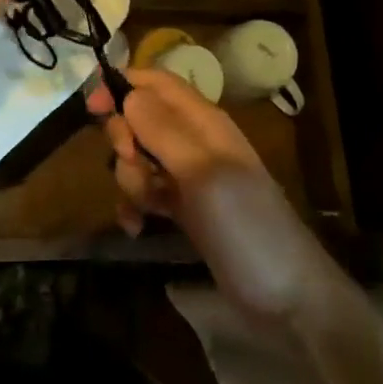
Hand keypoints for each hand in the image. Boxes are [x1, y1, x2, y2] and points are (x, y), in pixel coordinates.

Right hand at [89, 69, 344, 321]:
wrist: (289, 301)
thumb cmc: (246, 226)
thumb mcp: (203, 173)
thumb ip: (163, 130)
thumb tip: (126, 91)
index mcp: (203, 122)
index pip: (157, 82)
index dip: (123, 85)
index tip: (93, 107)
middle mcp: (194, 142)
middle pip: (141, 118)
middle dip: (124, 138)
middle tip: (133, 164)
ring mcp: (189, 178)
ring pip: (140, 157)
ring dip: (130, 178)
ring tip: (146, 207)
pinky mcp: (185, 211)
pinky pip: (147, 193)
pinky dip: (136, 206)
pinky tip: (136, 227)